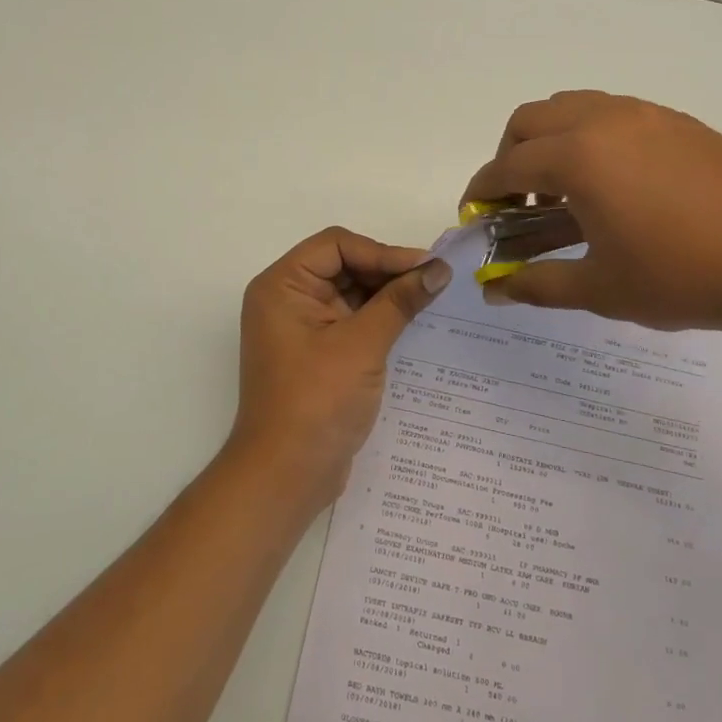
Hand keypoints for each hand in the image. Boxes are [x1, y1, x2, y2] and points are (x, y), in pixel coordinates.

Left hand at [225, 226, 451, 514]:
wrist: (286, 476)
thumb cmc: (317, 402)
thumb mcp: (362, 345)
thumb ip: (400, 301)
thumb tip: (439, 269)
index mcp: (283, 286)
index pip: (336, 245)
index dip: (382, 251)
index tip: (426, 267)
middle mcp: (286, 300)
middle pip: (343, 266)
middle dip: (387, 272)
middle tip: (435, 282)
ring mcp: (300, 329)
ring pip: (349, 294)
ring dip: (387, 296)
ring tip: (431, 300)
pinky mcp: (316, 354)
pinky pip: (350, 322)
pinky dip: (378, 320)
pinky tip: (413, 324)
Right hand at [461, 91, 721, 334]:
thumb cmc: (684, 277)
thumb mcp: (601, 289)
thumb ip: (537, 285)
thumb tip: (494, 289)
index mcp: (578, 158)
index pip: (506, 166)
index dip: (482, 192)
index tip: (474, 215)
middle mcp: (604, 121)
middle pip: (530, 120)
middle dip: (509, 158)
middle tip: (518, 203)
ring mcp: (645, 115)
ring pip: (571, 106)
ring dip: (549, 141)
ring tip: (563, 190)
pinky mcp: (677, 121)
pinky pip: (612, 112)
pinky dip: (589, 136)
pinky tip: (613, 183)